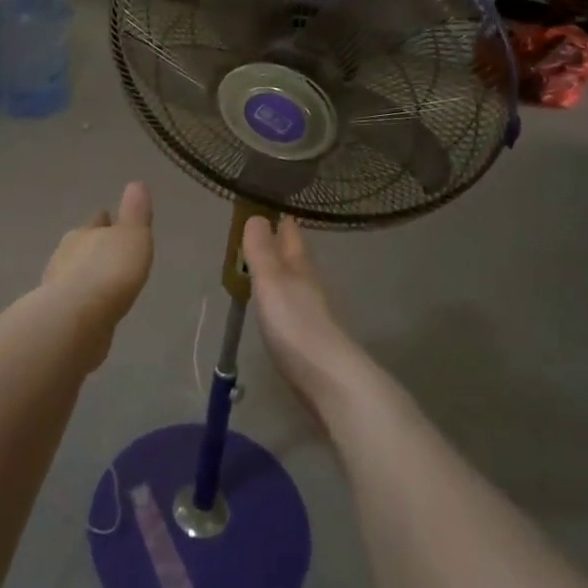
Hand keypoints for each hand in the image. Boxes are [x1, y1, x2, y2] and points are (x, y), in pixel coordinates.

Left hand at [42, 183, 153, 357]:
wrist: (77, 319)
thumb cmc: (110, 271)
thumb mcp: (133, 236)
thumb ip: (135, 212)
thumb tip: (136, 183)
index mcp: (84, 233)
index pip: (96, 222)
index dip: (106, 222)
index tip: (111, 221)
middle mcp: (65, 255)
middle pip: (81, 246)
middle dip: (93, 248)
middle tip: (108, 254)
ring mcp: (57, 287)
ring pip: (75, 274)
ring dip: (87, 277)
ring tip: (103, 284)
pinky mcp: (58, 317)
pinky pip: (75, 302)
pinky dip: (84, 302)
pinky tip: (94, 310)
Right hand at [242, 216, 361, 418]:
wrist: (329, 380)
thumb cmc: (295, 325)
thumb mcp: (271, 282)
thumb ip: (262, 251)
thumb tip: (258, 216)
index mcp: (301, 267)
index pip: (292, 236)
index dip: (282, 222)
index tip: (272, 208)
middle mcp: (310, 286)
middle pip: (296, 259)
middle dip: (283, 246)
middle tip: (265, 234)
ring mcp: (313, 314)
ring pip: (296, 284)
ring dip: (283, 274)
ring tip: (265, 270)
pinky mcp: (310, 341)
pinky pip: (293, 310)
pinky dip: (283, 302)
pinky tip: (275, 310)